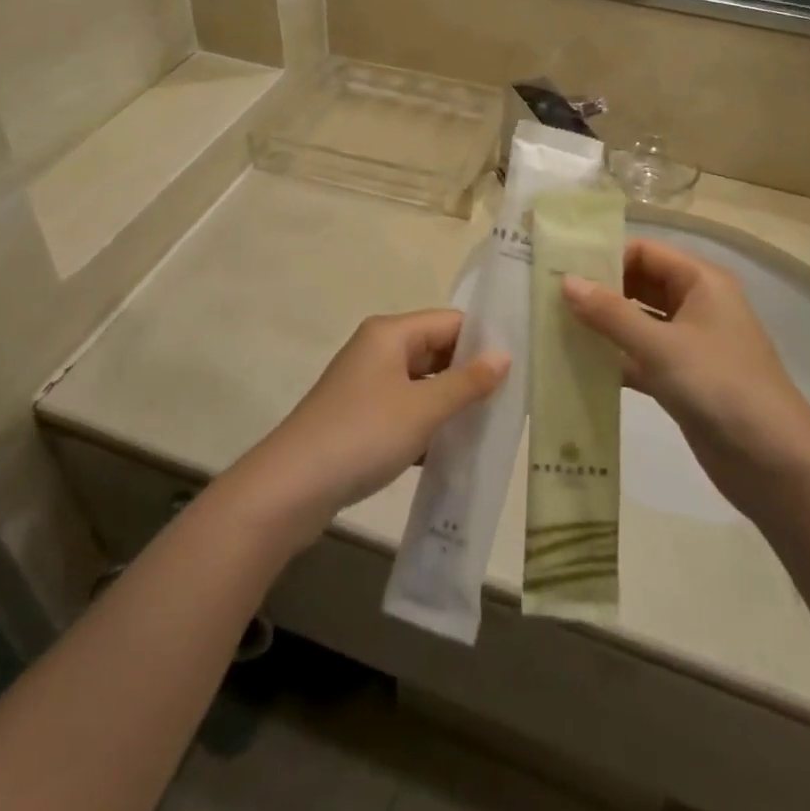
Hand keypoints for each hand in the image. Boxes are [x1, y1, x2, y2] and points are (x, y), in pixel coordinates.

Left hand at [236, 311, 509, 543]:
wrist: (291, 488)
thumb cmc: (363, 435)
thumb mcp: (423, 408)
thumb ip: (467, 382)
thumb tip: (505, 355)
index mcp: (390, 333)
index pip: (450, 322)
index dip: (483, 342)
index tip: (518, 368)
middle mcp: (377, 350)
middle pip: (436, 350)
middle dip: (469, 375)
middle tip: (510, 402)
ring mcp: (366, 385)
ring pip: (421, 384)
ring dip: (450, 404)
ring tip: (489, 427)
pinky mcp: (359, 417)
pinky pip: (405, 410)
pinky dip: (427, 426)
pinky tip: (452, 451)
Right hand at [562, 240, 809, 513]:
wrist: (776, 465)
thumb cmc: (721, 388)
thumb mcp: (661, 346)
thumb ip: (610, 313)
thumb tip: (565, 281)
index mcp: (701, 282)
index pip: (644, 252)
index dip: (605, 258)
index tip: (562, 274)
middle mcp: (697, 305)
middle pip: (639, 283)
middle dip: (600, 292)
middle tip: (551, 302)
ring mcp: (691, 344)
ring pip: (638, 322)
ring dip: (603, 327)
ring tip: (556, 330)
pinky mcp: (683, 378)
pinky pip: (641, 356)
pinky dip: (614, 359)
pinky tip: (578, 367)